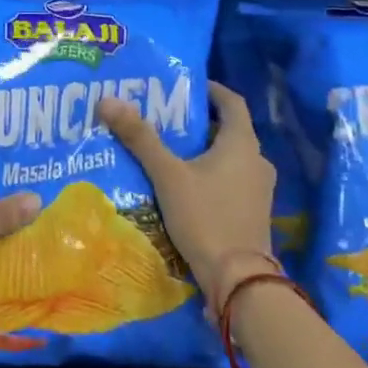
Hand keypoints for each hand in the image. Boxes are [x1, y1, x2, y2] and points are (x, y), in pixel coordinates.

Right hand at [98, 81, 276, 313]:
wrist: (238, 280)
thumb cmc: (205, 217)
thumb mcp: (168, 175)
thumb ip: (140, 138)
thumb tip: (108, 101)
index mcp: (242, 144)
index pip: (232, 102)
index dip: (211, 90)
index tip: (185, 87)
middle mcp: (257, 161)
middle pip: (229, 130)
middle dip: (199, 123)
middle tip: (166, 120)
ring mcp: (259, 190)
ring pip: (229, 158)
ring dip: (204, 151)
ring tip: (170, 152)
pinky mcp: (253, 212)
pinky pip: (231, 181)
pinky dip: (211, 175)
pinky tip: (184, 186)